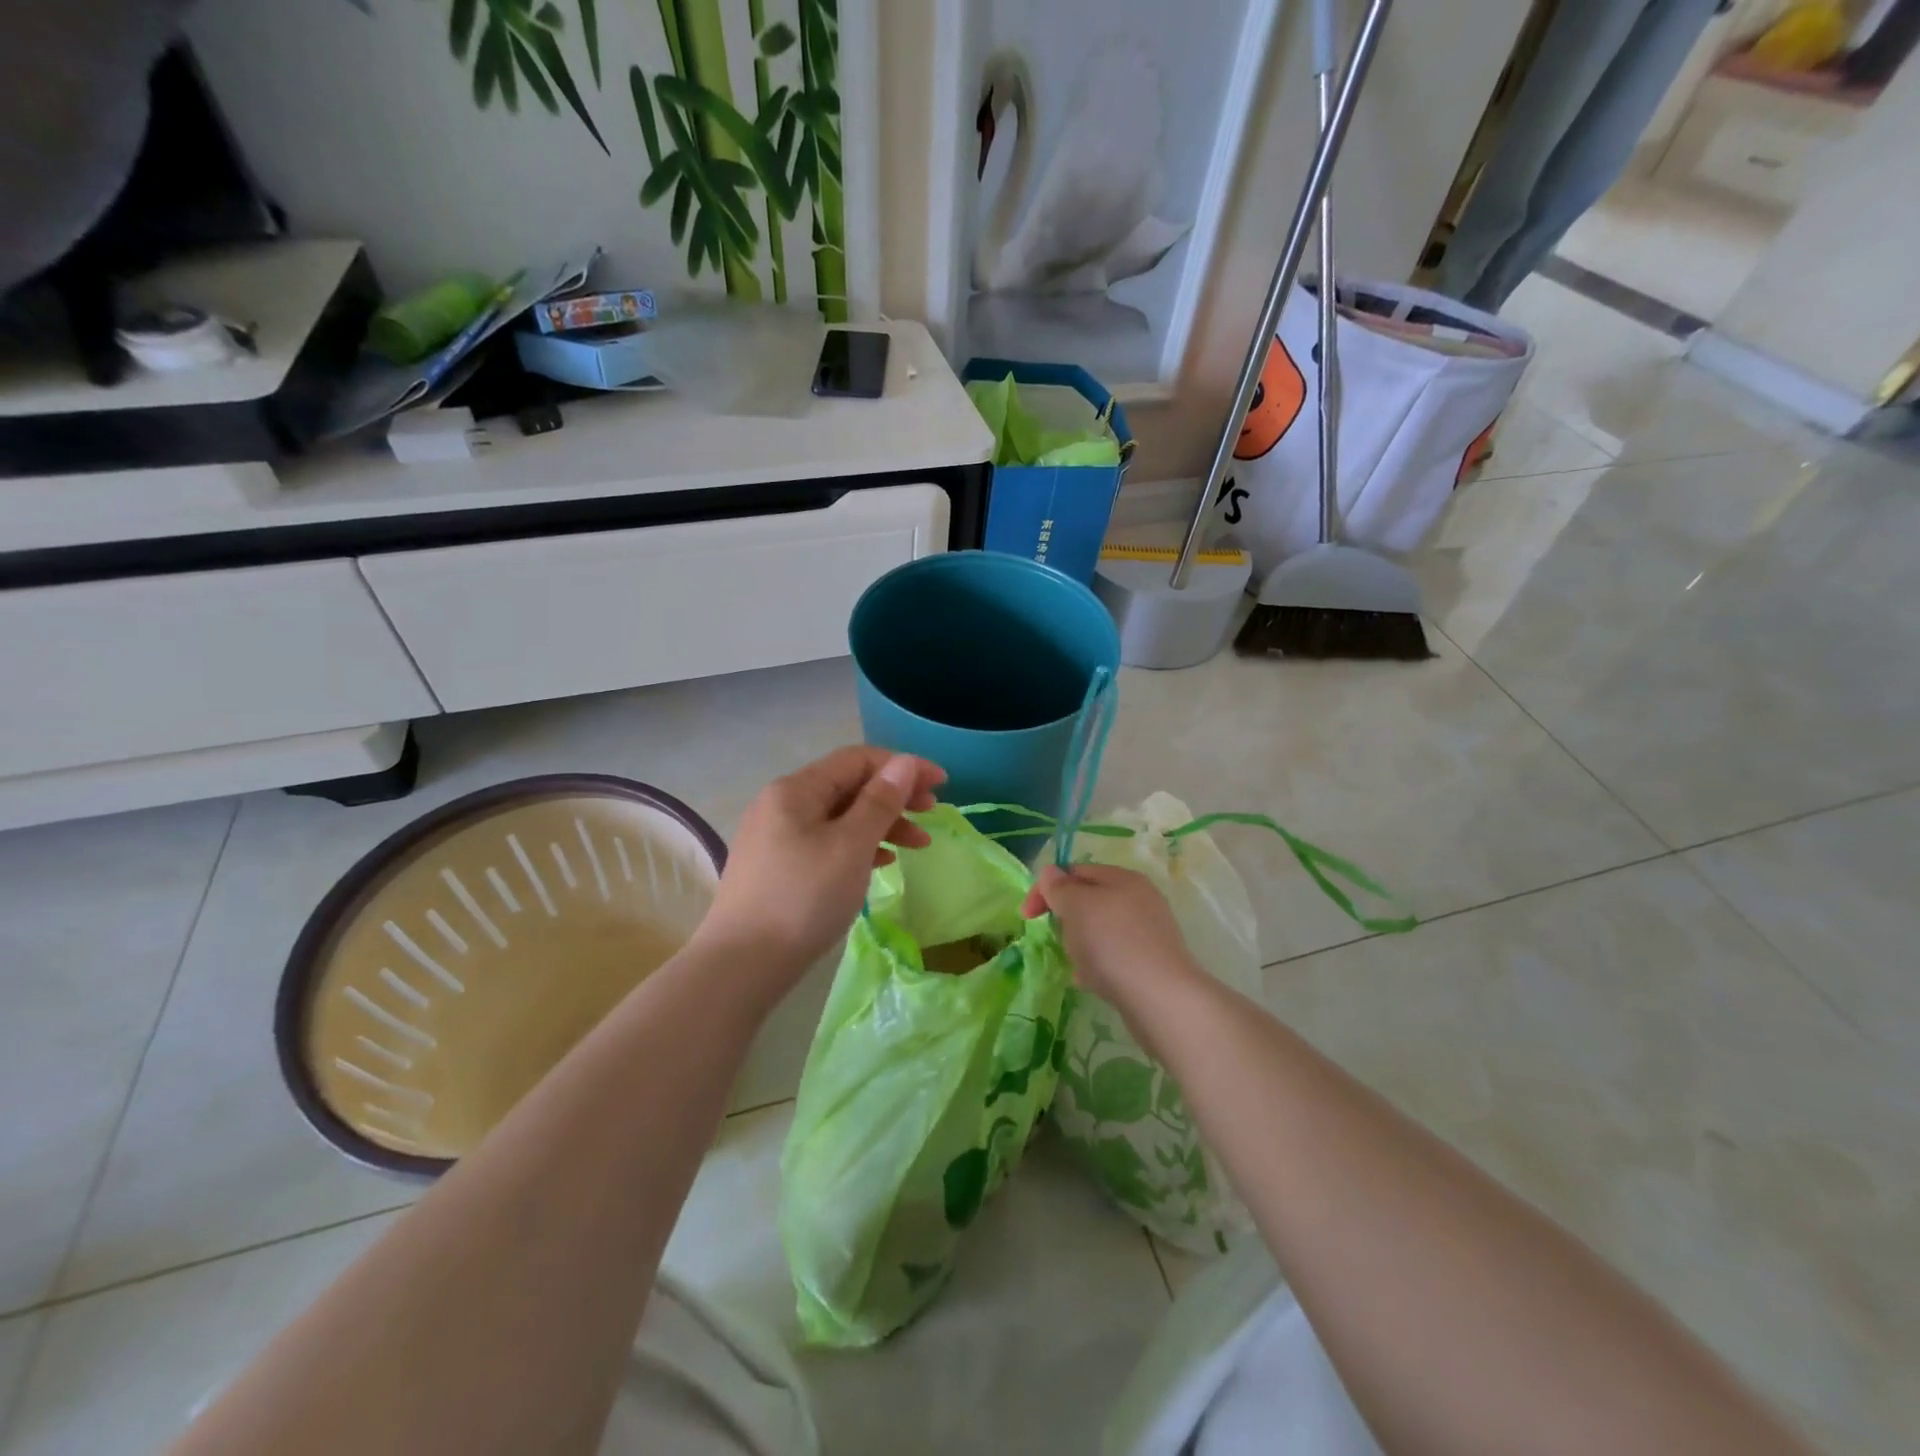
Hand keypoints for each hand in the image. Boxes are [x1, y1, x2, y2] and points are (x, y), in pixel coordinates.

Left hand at [698, 746, 945, 990]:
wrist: (742, 965)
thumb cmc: (804, 898)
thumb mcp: (851, 846)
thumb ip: (881, 801)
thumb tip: (904, 763)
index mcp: (797, 789)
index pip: (858, 759)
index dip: (903, 765)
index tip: (941, 783)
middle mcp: (782, 803)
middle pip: (849, 785)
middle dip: (895, 795)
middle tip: (932, 813)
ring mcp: (777, 836)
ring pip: (841, 816)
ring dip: (883, 824)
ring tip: (918, 844)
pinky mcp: (778, 866)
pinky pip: (828, 842)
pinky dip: (860, 845)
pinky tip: (883, 862)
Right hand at [1020, 863, 1202, 1011]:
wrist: (1161, 999)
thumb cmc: (1112, 943)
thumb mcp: (1076, 906)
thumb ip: (1059, 887)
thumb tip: (1051, 873)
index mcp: (1122, 878)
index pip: (1074, 871)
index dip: (1046, 889)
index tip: (1027, 917)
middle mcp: (1139, 899)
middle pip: (1089, 901)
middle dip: (1066, 919)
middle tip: (1058, 938)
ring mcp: (1148, 932)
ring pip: (1099, 930)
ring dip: (1080, 944)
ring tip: (1077, 964)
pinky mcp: (1151, 962)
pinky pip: (1113, 956)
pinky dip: (1098, 965)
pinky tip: (1093, 982)